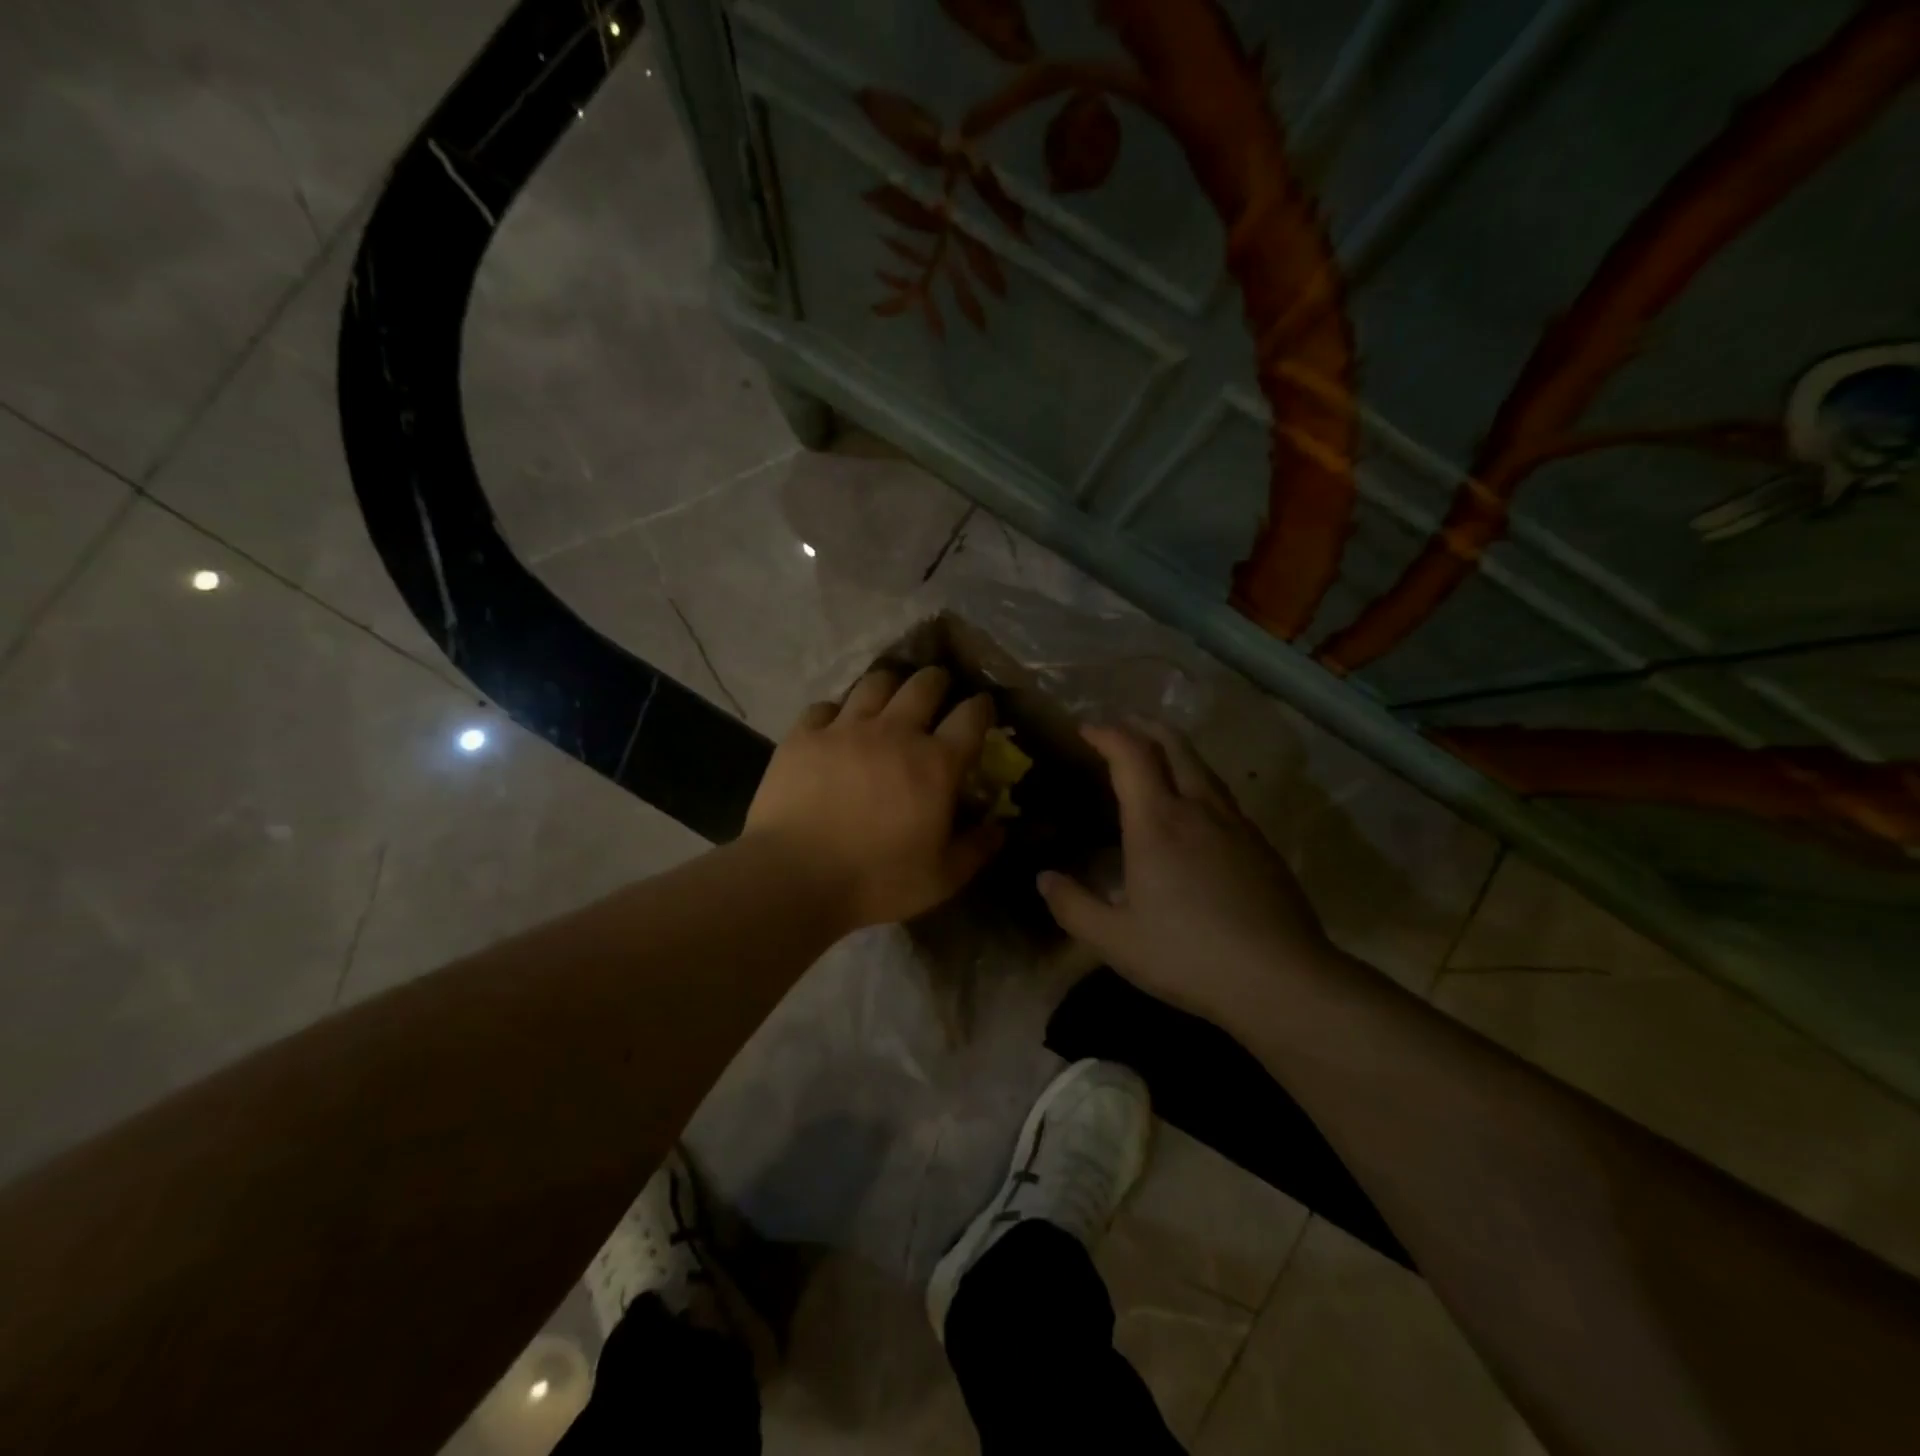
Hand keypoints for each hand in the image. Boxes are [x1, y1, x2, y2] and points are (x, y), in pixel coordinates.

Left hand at [744, 666, 1002, 931]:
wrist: (794, 877)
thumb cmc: (876, 880)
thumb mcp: (941, 878)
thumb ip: (976, 849)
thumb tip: (999, 827)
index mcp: (935, 764)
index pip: (971, 717)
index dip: (982, 707)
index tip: (983, 709)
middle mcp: (895, 732)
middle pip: (925, 684)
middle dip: (939, 682)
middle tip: (938, 693)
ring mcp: (845, 728)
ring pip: (876, 683)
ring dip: (890, 686)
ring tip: (889, 699)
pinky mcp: (804, 735)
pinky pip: (825, 706)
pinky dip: (837, 712)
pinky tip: (836, 727)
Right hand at [1037, 722, 1333, 1021]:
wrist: (1282, 979)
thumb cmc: (1188, 956)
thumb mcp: (1115, 941)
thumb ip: (1072, 906)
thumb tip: (1044, 878)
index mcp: (1157, 823)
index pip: (1131, 755)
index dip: (1107, 734)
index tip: (1086, 730)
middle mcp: (1198, 809)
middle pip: (1173, 745)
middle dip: (1143, 726)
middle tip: (1121, 726)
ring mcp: (1236, 824)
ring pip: (1203, 766)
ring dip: (1174, 749)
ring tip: (1154, 757)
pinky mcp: (1261, 845)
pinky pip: (1222, 795)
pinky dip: (1197, 781)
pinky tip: (1194, 810)